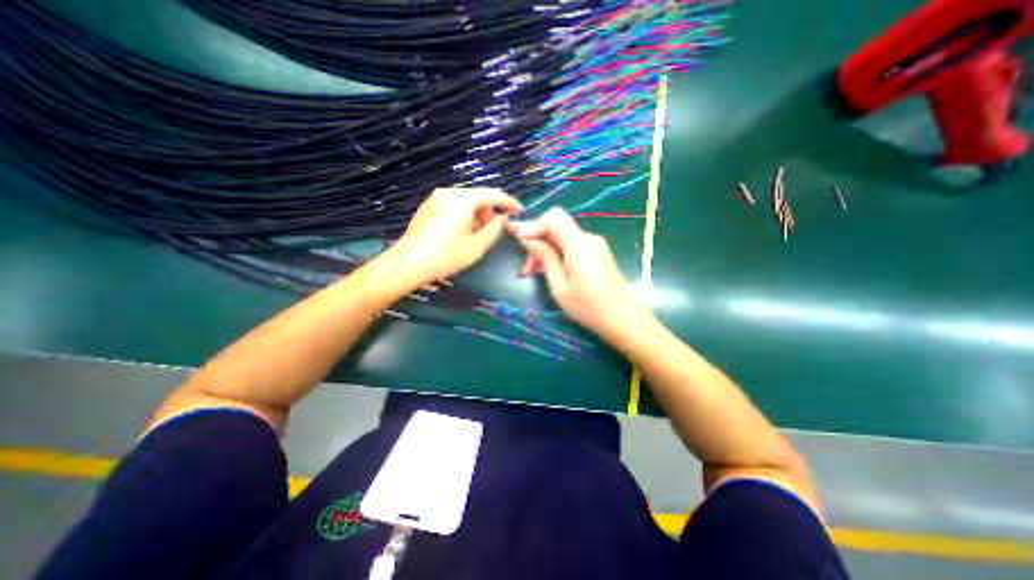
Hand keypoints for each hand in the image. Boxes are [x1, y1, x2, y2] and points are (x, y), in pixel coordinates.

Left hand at [382, 187, 522, 286]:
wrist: (409, 263)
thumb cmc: (446, 255)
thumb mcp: (477, 246)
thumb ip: (495, 229)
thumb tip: (502, 218)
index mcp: (463, 199)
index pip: (493, 195)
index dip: (509, 202)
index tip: (520, 210)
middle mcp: (449, 192)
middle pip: (478, 197)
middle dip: (489, 212)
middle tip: (494, 231)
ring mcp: (436, 198)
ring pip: (465, 202)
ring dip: (477, 215)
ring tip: (476, 235)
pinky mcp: (428, 207)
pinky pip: (453, 206)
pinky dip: (464, 216)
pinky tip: (461, 233)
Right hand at [507, 206, 644, 338]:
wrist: (623, 318)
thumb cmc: (588, 307)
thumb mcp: (559, 286)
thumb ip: (544, 258)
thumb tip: (527, 239)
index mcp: (579, 245)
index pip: (554, 217)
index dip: (533, 225)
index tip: (517, 239)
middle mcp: (588, 238)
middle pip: (557, 227)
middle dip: (537, 241)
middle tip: (525, 267)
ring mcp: (595, 245)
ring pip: (563, 237)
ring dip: (546, 250)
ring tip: (533, 273)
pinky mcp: (597, 252)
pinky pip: (572, 245)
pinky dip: (558, 254)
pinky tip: (550, 271)